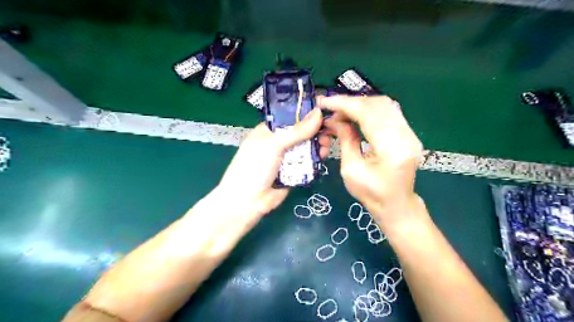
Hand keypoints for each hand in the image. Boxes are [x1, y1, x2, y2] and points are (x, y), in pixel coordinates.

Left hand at [216, 108, 331, 218]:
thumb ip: (297, 130)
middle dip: (314, 132)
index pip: (290, 118)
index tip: (324, 112)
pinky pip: (307, 163)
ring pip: (306, 148)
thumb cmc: (255, 166)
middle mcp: (278, 143)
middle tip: (328, 132)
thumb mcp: (274, 144)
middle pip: (300, 133)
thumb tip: (318, 112)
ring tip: (326, 145)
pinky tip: (323, 157)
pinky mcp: (293, 173)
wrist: (248, 201)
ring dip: (317, 145)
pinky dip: (315, 160)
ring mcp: (286, 159)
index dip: (306, 115)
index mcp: (269, 131)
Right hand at [321, 95, 422, 225]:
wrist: (396, 205)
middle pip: (378, 105)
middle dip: (351, 103)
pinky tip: (356, 116)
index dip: (345, 104)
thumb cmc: (371, 194)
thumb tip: (335, 119)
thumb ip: (345, 140)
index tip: (325, 102)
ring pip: (384, 105)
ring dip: (360, 105)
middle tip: (332, 111)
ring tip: (342, 113)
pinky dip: (370, 110)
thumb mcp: (350, 170)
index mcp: (391, 149)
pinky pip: (389, 112)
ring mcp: (410, 134)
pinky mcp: (408, 133)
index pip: (368, 114)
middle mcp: (406, 136)